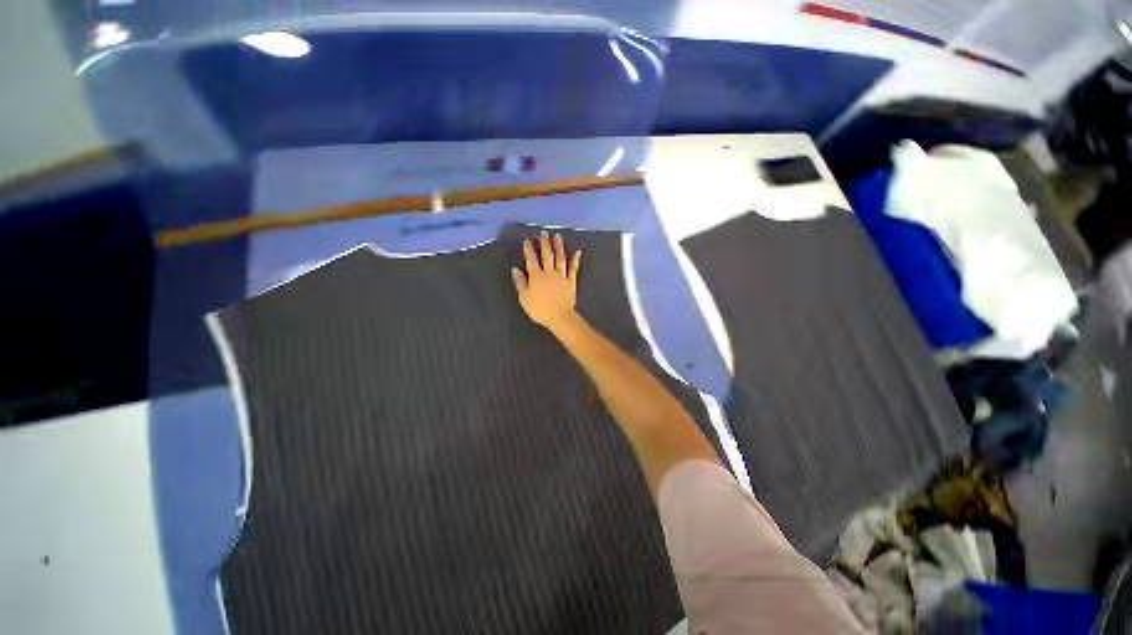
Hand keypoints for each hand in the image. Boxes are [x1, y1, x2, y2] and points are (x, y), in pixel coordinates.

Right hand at [511, 232, 582, 331]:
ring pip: (560, 258)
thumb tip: (515, 269)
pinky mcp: (571, 281)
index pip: (531, 259)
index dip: (529, 249)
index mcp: (536, 276)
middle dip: (544, 243)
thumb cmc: (540, 310)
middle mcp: (549, 272)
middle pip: (546, 255)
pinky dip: (575, 259)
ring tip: (557, 236)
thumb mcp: (524, 298)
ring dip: (558, 246)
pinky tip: (578, 251)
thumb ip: (520, 282)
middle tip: (543, 233)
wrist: (560, 317)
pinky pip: (573, 268)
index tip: (528, 240)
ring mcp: (561, 276)